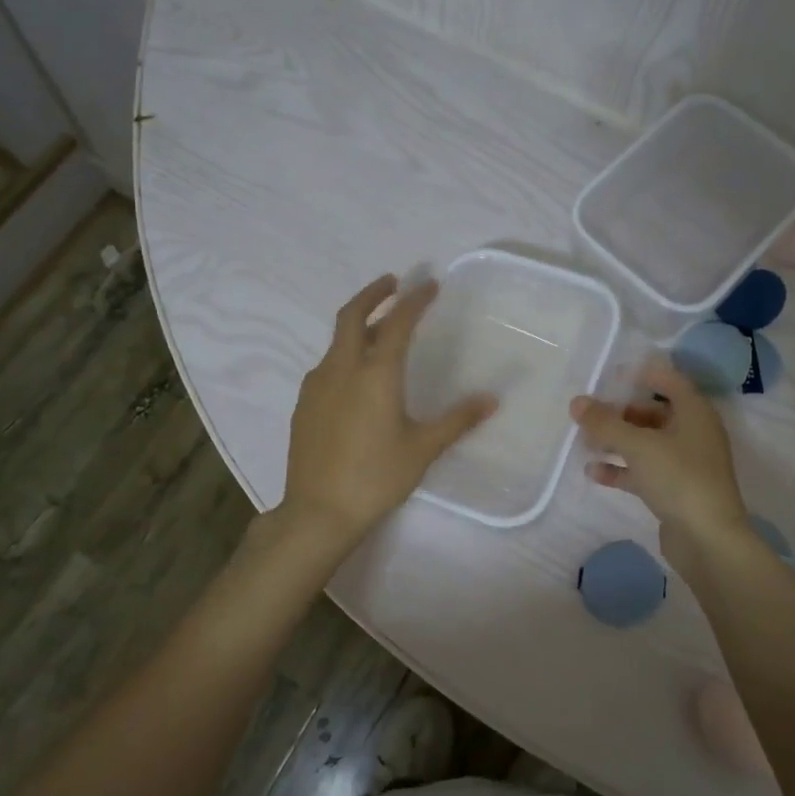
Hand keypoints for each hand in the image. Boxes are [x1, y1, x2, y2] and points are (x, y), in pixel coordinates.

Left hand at [276, 274, 496, 553]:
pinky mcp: (303, 404)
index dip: (414, 300)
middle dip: (373, 293)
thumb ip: (457, 420)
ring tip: (378, 330)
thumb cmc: (376, 478)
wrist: (318, 512)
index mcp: (375, 374)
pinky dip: (344, 354)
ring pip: (336, 341)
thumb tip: (491, 400)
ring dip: (357, 325)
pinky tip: (355, 376)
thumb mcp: (423, 449)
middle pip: (352, 315)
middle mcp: (341, 369)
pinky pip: (326, 366)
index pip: (397, 322)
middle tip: (392, 283)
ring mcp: (316, 386)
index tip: (429, 284)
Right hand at [570, 356, 750, 578]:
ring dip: (617, 441)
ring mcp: (685, 463)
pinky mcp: (675, 490)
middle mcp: (693, 433)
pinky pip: (644, 470)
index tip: (610, 376)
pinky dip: (621, 468)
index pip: (669, 380)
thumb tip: (576, 402)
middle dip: (620, 412)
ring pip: (646, 443)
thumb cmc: (679, 478)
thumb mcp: (638, 446)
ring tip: (584, 441)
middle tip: (589, 414)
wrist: (709, 540)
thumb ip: (605, 423)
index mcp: (694, 412)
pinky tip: (593, 471)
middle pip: (654, 412)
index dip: (641, 374)